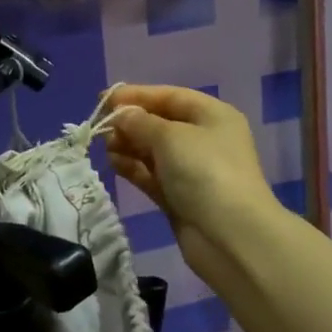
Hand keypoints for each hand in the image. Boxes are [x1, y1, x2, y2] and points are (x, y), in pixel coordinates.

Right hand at [106, 85, 278, 291]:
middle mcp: (205, 139)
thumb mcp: (170, 136)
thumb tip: (121, 115)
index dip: (137, 95)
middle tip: (100, 127)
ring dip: (129, 145)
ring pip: (153, 150)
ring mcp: (192, 170)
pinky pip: (152, 175)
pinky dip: (133, 168)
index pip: (170, 96)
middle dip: (130, 123)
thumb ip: (140, 122)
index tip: (104, 99)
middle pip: (160, 123)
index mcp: (212, 115)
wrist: (230, 236)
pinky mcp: (180, 197)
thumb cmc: (204, 171)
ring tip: (104, 146)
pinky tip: (113, 164)